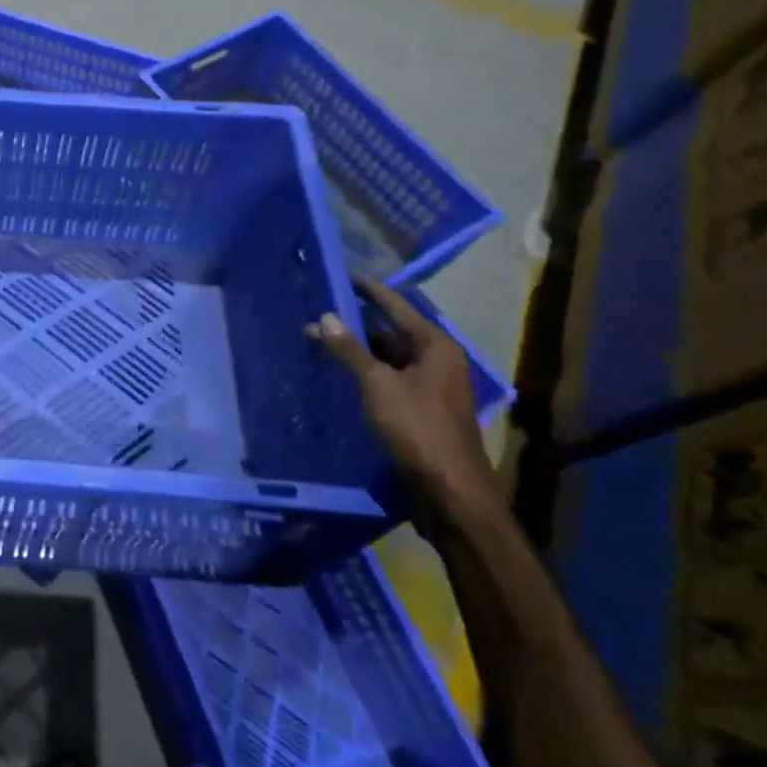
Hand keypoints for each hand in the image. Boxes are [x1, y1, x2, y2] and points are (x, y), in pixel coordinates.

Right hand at [308, 278, 499, 530]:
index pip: (395, 305)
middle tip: (316, 309)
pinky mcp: (419, 410)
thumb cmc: (417, 429)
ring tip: (317, 338)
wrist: (450, 493)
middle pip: (390, 330)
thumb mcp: (378, 384)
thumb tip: (324, 316)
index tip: (338, 274)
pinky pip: (386, 379)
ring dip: (356, 349)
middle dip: (354, 321)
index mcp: (435, 346)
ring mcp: (429, 387)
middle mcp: (436, 361)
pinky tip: (336, 372)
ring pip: (387, 357)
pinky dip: (363, 372)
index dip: (366, 289)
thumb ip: (349, 349)